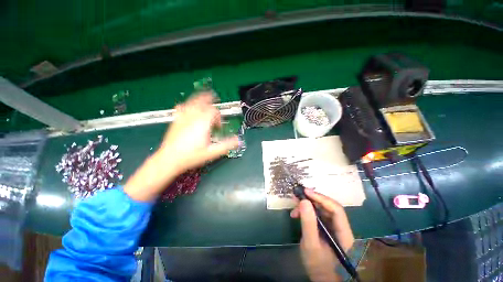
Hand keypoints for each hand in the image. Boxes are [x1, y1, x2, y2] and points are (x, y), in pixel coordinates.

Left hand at [158, 93, 238, 173]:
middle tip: (214, 97)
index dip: (219, 117)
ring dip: (199, 99)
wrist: (169, 159)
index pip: (214, 112)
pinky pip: (181, 108)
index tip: (219, 126)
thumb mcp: (212, 152)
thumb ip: (226, 145)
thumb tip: (238, 140)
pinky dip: (186, 105)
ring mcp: (183, 118)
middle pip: (203, 102)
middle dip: (210, 100)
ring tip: (203, 96)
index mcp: (203, 123)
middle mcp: (193, 117)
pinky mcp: (175, 121)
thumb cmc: (191, 156)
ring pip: (192, 102)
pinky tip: (186, 106)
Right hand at [290, 189, 354, 281]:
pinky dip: (307, 213)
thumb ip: (308, 223)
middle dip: (312, 200)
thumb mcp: (311, 245)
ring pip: (322, 211)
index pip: (336, 210)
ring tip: (294, 208)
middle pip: (329, 208)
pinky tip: (297, 215)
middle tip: (297, 196)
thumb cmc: (319, 267)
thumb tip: (304, 201)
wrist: (322, 280)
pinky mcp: (327, 230)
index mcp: (344, 234)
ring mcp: (334, 229)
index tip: (305, 192)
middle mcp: (341, 228)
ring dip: (308, 206)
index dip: (321, 198)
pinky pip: (318, 216)